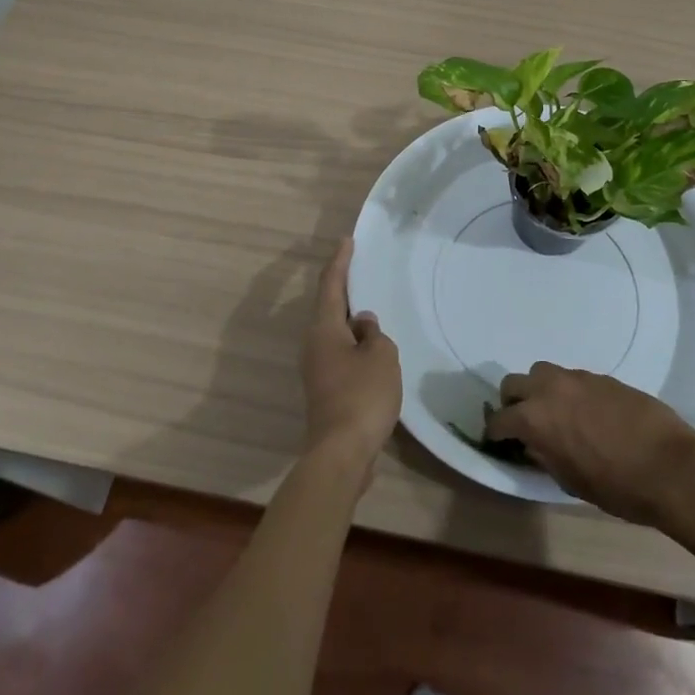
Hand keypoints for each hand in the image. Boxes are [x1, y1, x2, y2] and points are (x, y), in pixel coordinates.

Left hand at [300, 238, 401, 469]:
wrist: (342, 454)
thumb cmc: (362, 395)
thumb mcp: (381, 355)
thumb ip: (374, 333)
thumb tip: (363, 325)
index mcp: (324, 329)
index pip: (331, 285)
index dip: (340, 262)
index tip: (346, 241)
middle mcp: (314, 345)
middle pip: (330, 310)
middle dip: (346, 292)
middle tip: (362, 272)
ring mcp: (317, 370)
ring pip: (336, 335)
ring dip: (353, 324)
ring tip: (374, 314)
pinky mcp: (326, 392)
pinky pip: (342, 357)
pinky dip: (356, 348)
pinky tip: (374, 353)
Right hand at [484, 363, 694, 524]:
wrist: (671, 467)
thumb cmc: (617, 486)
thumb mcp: (570, 481)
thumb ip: (544, 456)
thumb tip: (533, 444)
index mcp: (535, 419)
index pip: (499, 420)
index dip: (495, 433)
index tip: (498, 442)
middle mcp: (550, 389)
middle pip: (513, 383)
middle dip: (512, 403)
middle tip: (524, 424)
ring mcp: (577, 378)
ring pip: (543, 373)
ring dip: (541, 391)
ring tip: (556, 414)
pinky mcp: (602, 376)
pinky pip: (573, 379)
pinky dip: (570, 392)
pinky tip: (588, 414)